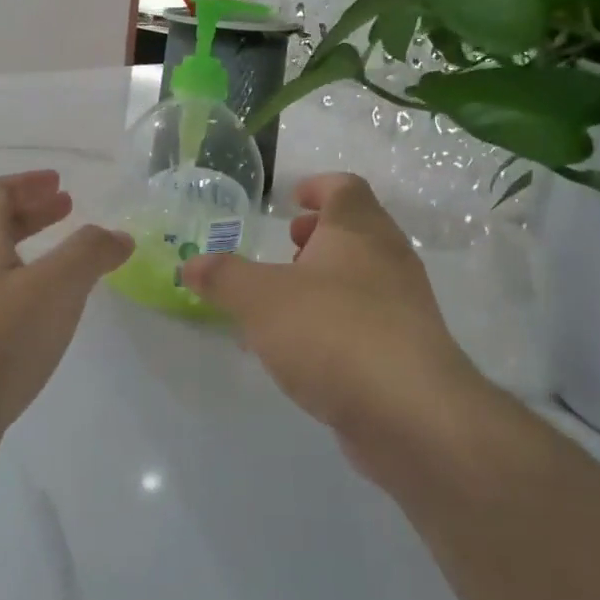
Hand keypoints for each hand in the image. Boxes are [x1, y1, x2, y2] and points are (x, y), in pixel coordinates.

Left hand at [0, 171, 131, 475]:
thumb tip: (119, 236)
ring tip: (68, 260)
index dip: (28, 183)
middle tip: (69, 209)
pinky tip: (50, 310)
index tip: (61, 185)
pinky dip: (28, 284)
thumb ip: (89, 254)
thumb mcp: (54, 288)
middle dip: (33, 212)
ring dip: (32, 248)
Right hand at [182, 173, 487, 485]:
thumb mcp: (259, 299)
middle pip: (358, 231)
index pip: (345, 188)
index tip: (292, 200)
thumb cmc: (331, 331)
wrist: (408, 412)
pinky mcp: (407, 351)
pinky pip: (367, 321)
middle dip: (320, 237)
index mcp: (359, 231)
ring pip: (363, 278)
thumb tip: (191, 264)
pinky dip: (336, 321)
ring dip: (327, 281)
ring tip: (286, 303)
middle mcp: (390, 260)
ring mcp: (405, 307)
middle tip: (286, 249)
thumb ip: (223, 278)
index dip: (318, 187)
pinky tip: (306, 350)